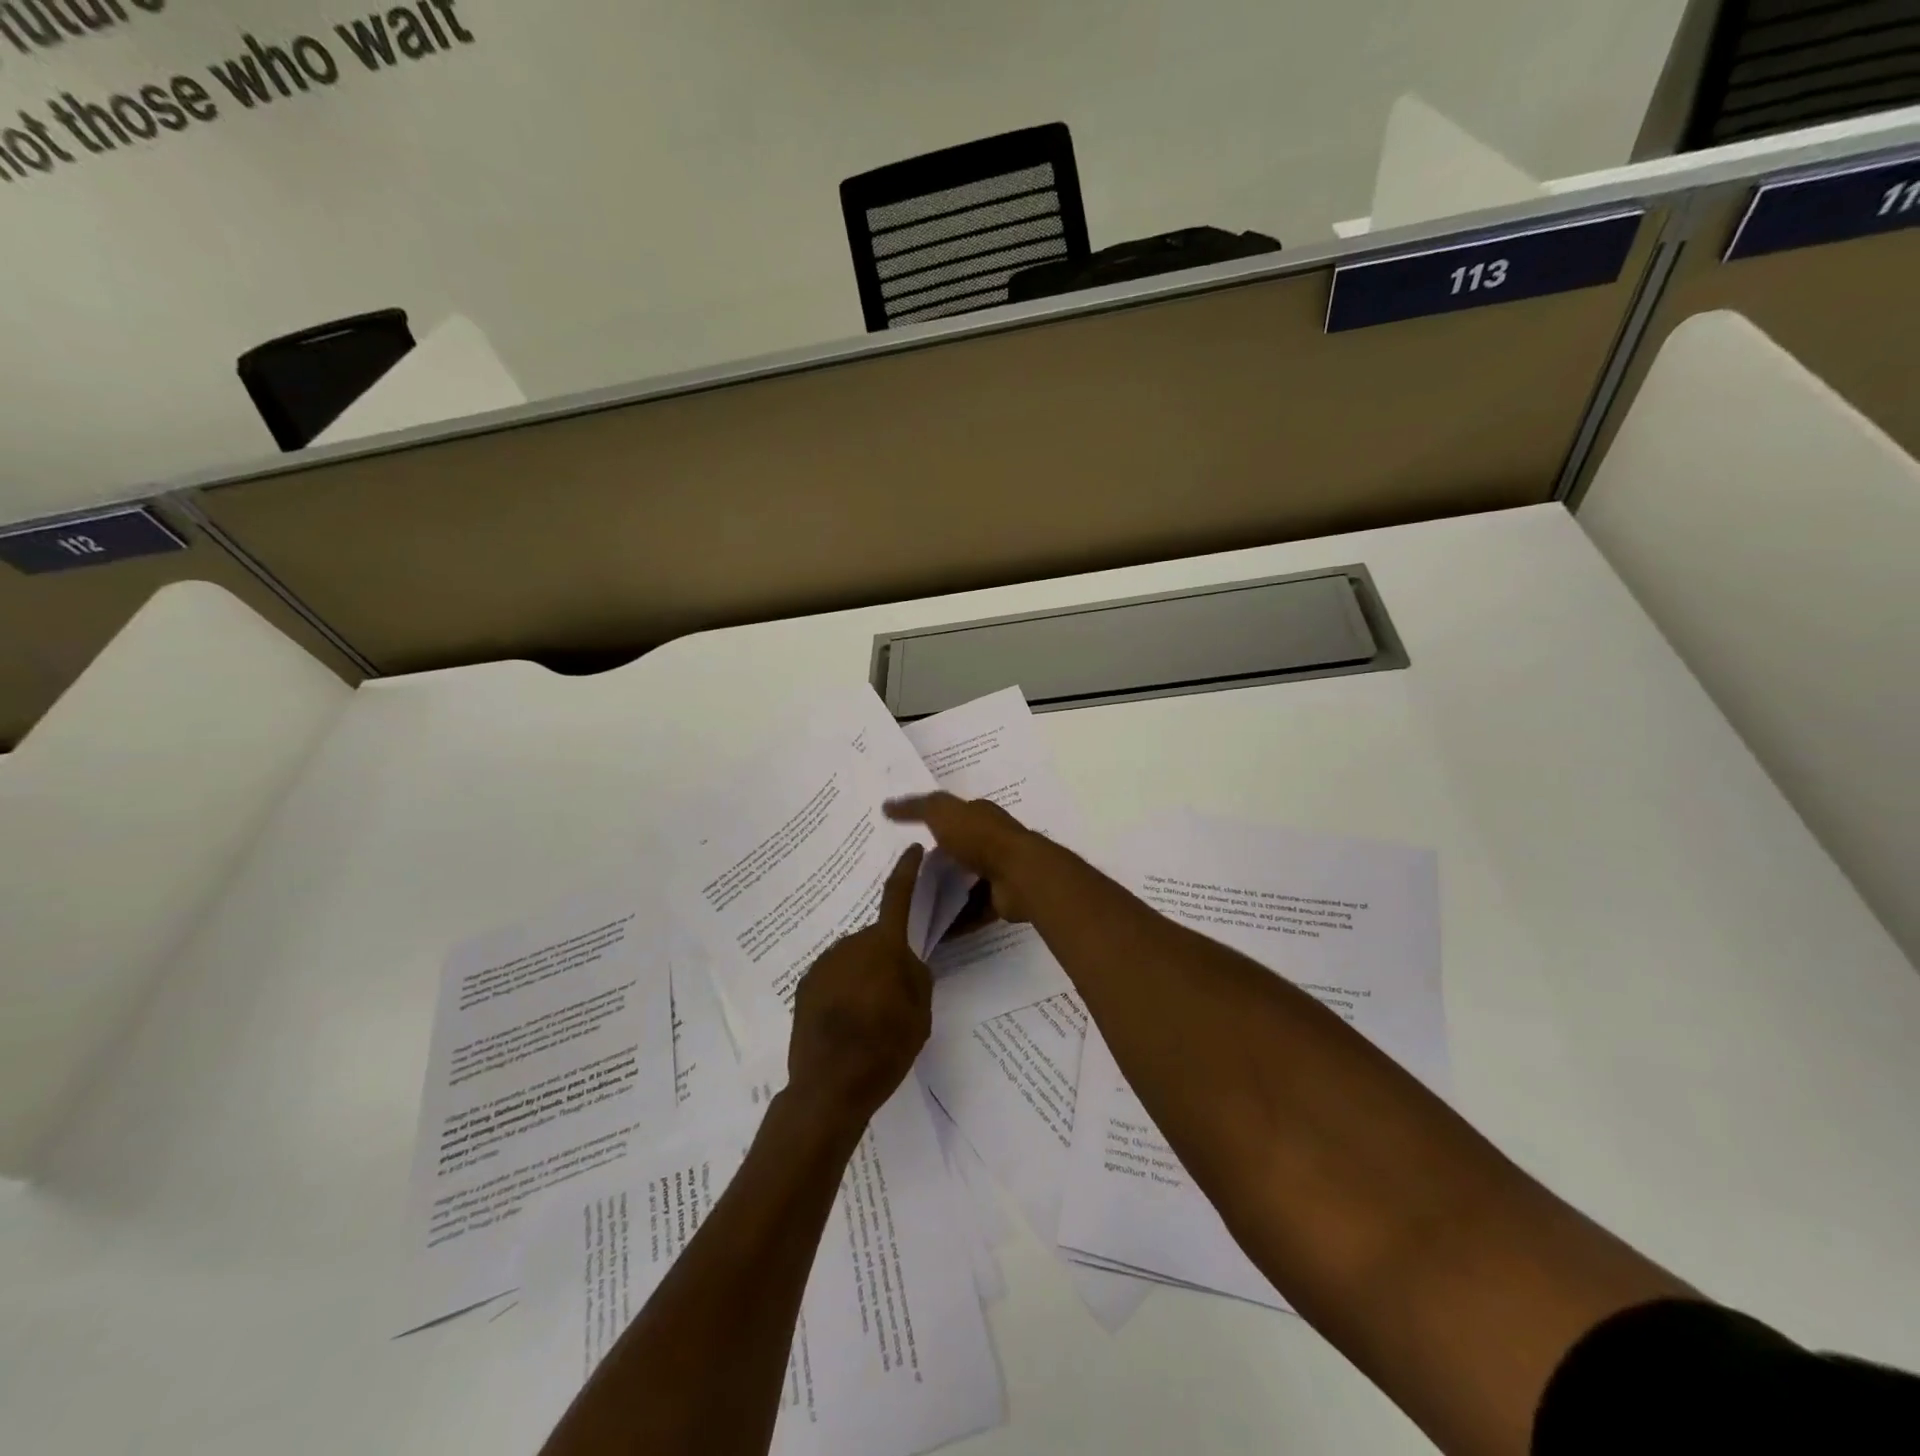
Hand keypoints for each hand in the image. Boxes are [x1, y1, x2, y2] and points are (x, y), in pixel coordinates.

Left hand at [786, 845, 932, 1126]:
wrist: (829, 1086)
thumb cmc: (886, 1048)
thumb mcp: (921, 1014)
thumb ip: (917, 977)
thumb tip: (906, 963)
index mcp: (885, 946)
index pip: (898, 896)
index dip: (907, 870)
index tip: (912, 849)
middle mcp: (851, 944)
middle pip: (877, 940)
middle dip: (886, 957)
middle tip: (895, 995)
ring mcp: (824, 963)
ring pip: (854, 958)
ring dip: (863, 974)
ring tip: (868, 1016)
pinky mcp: (805, 984)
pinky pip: (834, 976)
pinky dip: (843, 989)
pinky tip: (845, 1021)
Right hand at [884, 793, 1043, 923]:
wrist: (1020, 874)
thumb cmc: (980, 838)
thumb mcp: (943, 813)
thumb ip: (916, 808)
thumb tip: (886, 805)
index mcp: (979, 816)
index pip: (951, 818)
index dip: (929, 825)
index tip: (902, 841)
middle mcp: (990, 841)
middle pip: (956, 854)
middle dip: (933, 865)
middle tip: (901, 880)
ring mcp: (997, 872)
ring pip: (964, 885)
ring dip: (943, 896)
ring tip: (911, 909)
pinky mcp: (1000, 901)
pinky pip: (973, 912)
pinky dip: (956, 921)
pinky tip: (932, 930)